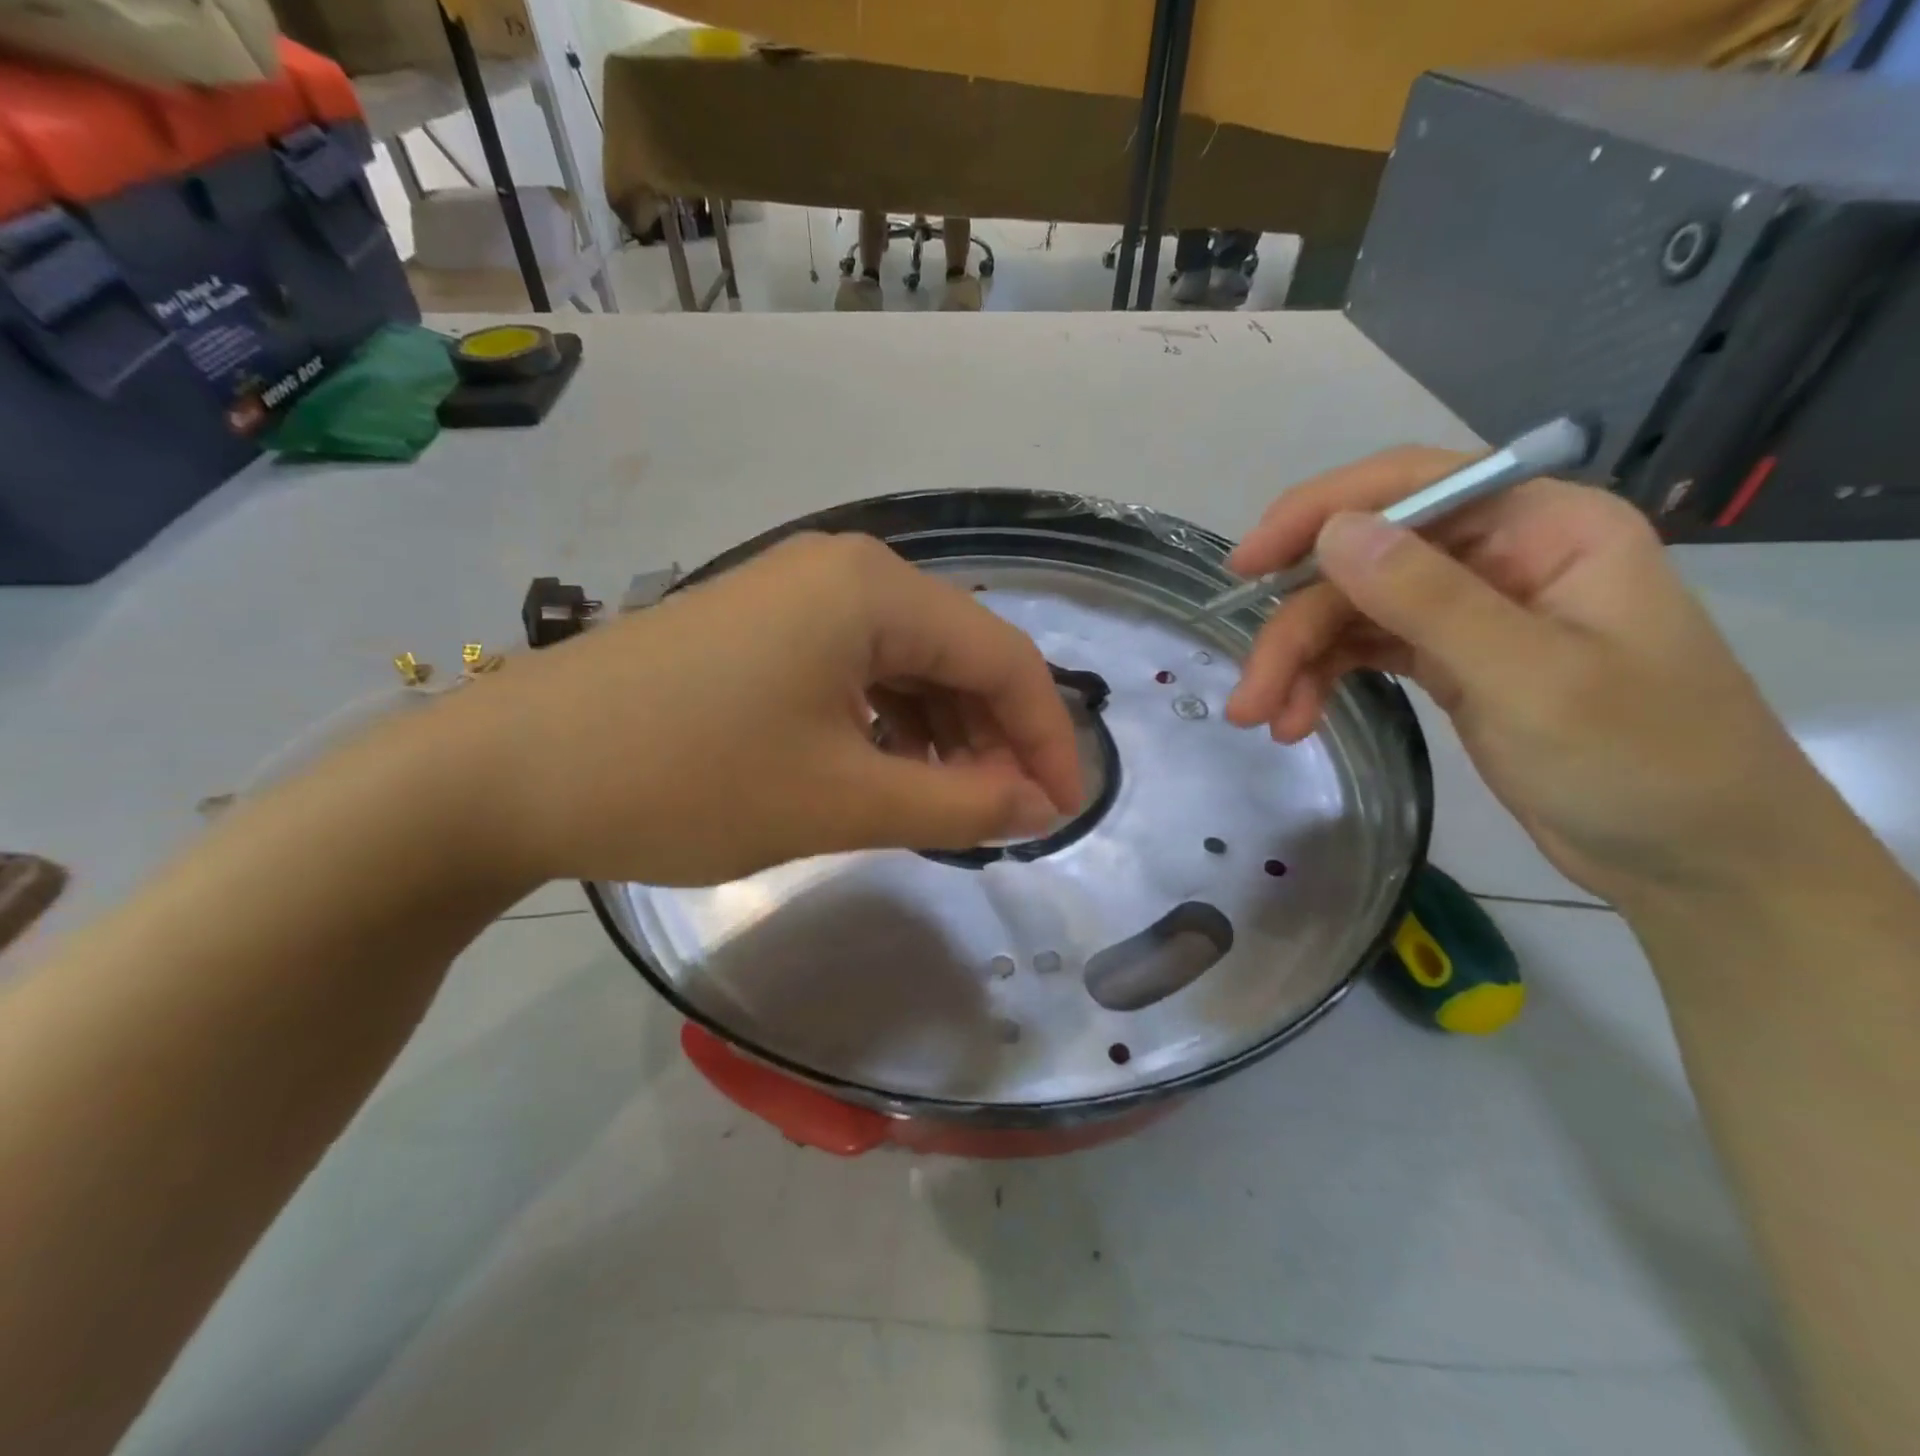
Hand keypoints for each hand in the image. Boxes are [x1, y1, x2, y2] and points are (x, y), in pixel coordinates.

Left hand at [466, 533, 1083, 887]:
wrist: (506, 773)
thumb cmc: (686, 780)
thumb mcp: (841, 801)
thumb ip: (958, 805)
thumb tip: (1037, 806)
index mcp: (873, 590)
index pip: (1003, 657)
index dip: (1047, 738)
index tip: (1064, 812)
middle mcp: (844, 571)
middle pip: (958, 653)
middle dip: (996, 738)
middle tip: (1008, 819)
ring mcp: (795, 594)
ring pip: (907, 663)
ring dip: (943, 734)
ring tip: (952, 805)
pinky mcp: (759, 627)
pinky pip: (856, 670)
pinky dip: (888, 724)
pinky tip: (888, 771)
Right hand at [1222, 448, 1837, 910]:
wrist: (1695, 861)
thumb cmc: (1641, 762)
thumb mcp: (1529, 678)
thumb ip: (1427, 599)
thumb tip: (1332, 532)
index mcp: (1543, 526)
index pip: (1410, 485)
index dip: (1316, 514)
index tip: (1246, 565)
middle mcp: (1500, 554)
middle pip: (1363, 565)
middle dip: (1296, 628)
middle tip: (1248, 696)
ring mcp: (1471, 609)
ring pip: (1353, 611)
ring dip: (1300, 662)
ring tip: (1265, 721)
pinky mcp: (1450, 660)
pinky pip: (1366, 651)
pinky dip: (1325, 681)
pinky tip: (1299, 721)